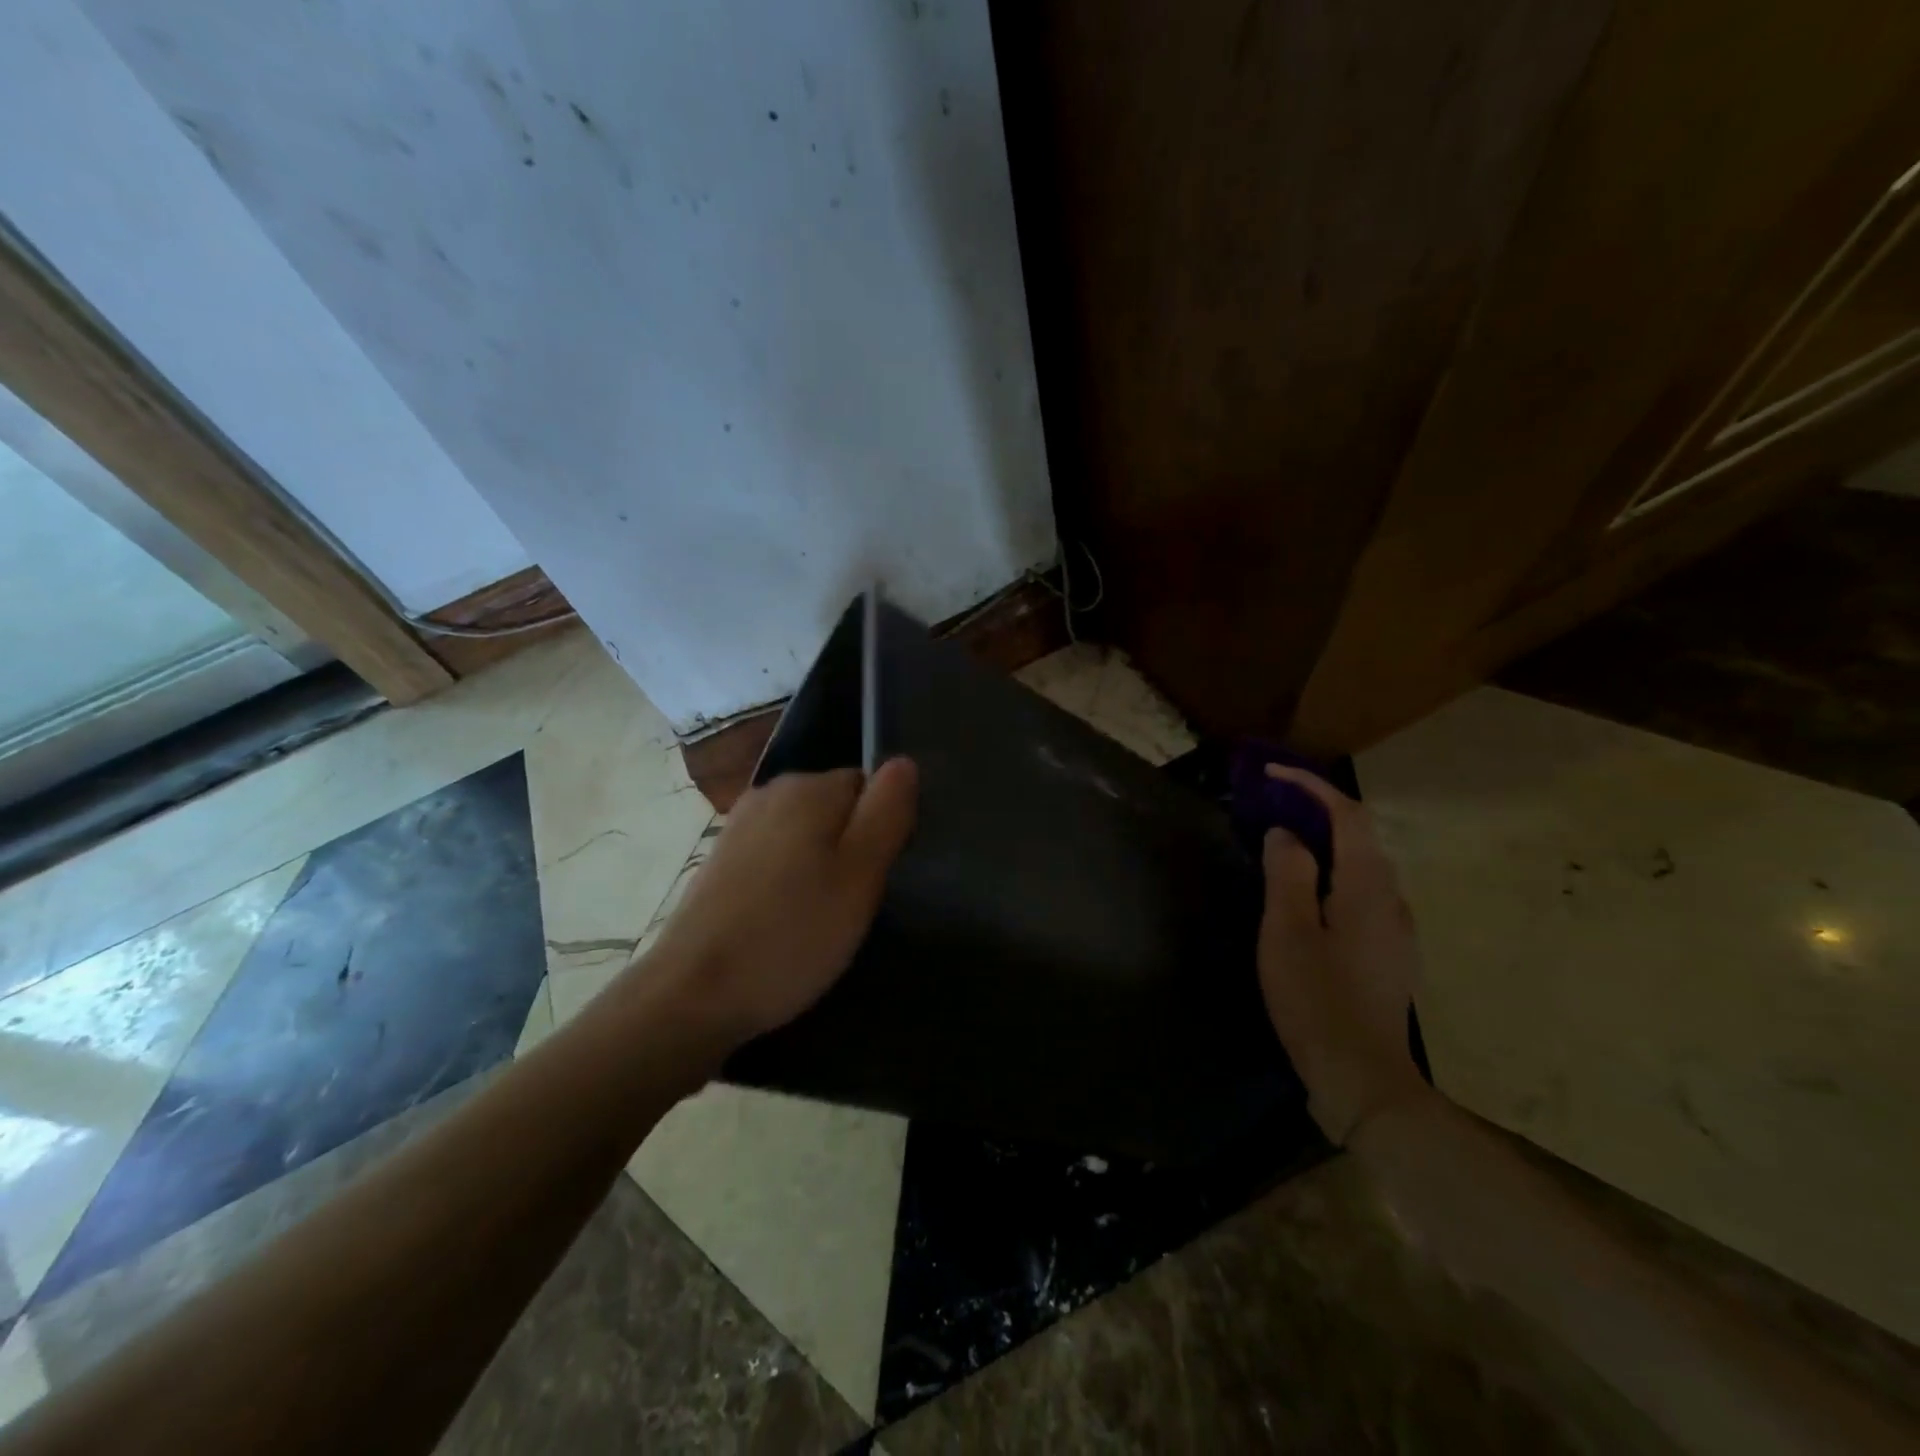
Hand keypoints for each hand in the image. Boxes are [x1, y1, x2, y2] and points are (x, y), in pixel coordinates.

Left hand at [639, 759, 918, 1049]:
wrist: (693, 994)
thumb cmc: (792, 934)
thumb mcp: (861, 875)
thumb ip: (887, 812)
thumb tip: (903, 762)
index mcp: (809, 787)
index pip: (870, 787)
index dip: (882, 830)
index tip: (874, 878)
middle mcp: (771, 792)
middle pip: (836, 807)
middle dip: (850, 847)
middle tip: (850, 904)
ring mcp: (739, 825)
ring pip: (804, 834)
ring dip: (818, 866)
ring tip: (818, 918)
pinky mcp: (720, 860)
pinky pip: (774, 855)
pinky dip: (786, 880)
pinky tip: (781, 920)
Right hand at [1258, 765, 1428, 1143]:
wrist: (1362, 1078)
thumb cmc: (1318, 999)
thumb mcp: (1288, 932)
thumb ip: (1289, 874)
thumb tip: (1288, 835)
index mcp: (1369, 888)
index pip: (1348, 815)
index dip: (1311, 787)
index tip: (1270, 776)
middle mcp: (1392, 901)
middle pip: (1359, 837)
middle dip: (1315, 811)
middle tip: (1268, 809)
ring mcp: (1395, 930)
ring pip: (1360, 868)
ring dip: (1322, 844)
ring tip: (1279, 845)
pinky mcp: (1387, 954)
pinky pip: (1359, 895)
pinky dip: (1330, 875)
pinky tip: (1303, 897)